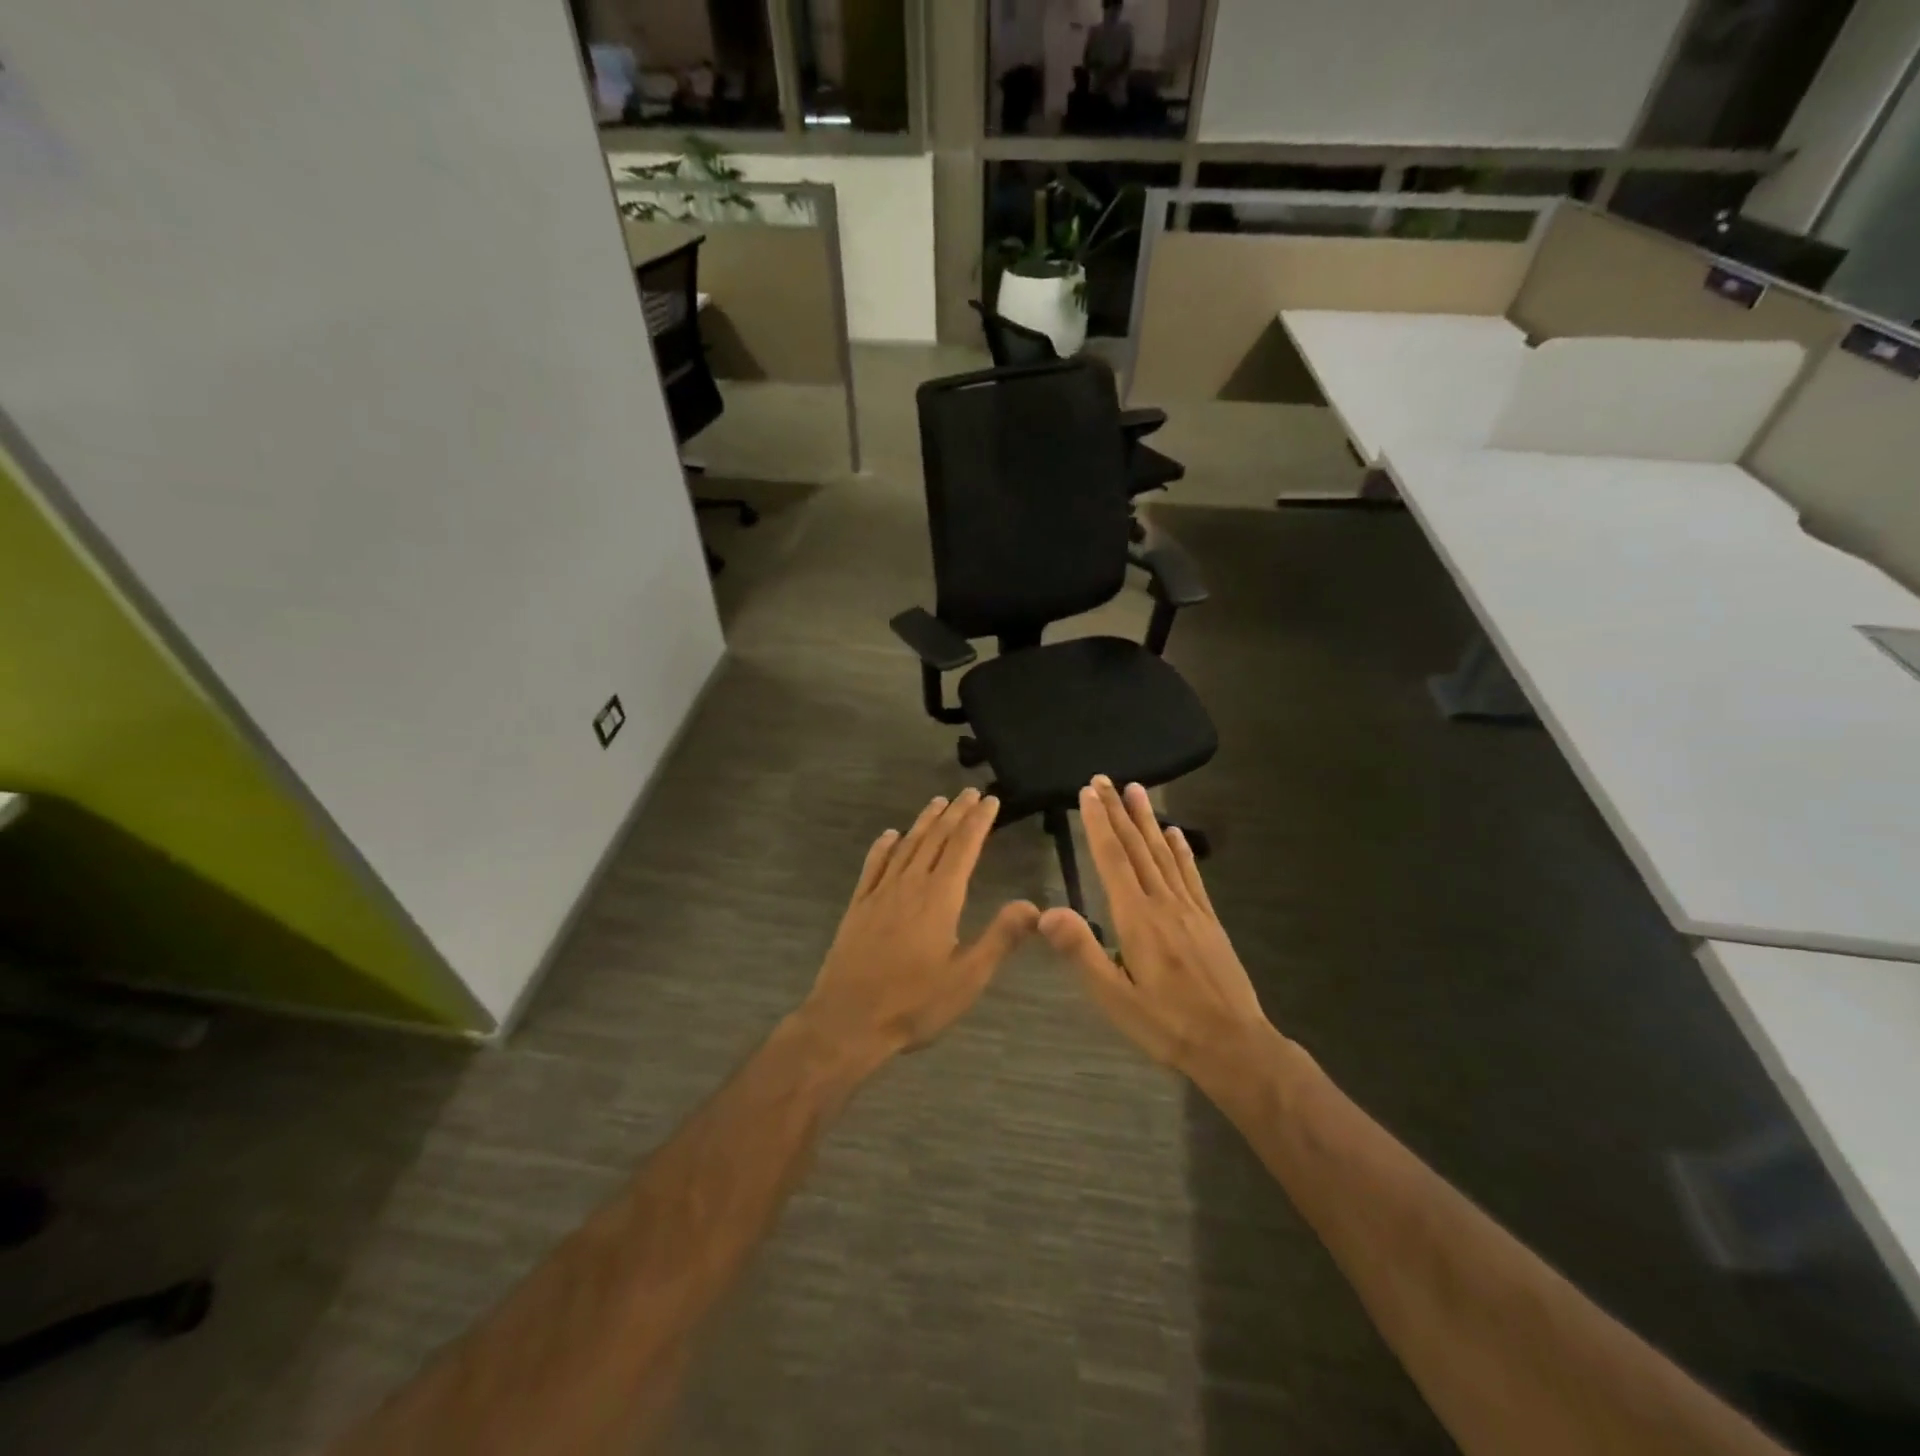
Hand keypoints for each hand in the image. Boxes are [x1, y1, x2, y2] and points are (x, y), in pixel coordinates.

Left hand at [800, 788, 1039, 1060]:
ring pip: (906, 846)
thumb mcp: (967, 978)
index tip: (990, 800)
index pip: (964, 847)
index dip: (978, 821)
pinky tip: (890, 835)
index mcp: (940, 899)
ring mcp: (880, 893)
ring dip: (924, 822)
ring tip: (937, 802)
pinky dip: (884, 846)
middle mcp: (910, 885)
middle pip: (936, 839)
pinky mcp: (858, 906)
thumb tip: (1032, 906)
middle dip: (955, 813)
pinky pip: (873, 866)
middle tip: (969, 792)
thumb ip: (1000, 938)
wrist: (847, 1021)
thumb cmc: (913, 1003)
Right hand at [1039, 777, 1267, 1077]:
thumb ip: (1081, 952)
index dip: (1098, 824)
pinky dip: (1181, 850)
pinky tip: (1175, 834)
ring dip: (1147, 820)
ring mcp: (1190, 909)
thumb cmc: (1167, 1025)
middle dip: (1118, 811)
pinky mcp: (1208, 921)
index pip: (1112, 860)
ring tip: (1136, 790)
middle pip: (1136, 848)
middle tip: (1104, 779)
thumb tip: (1047, 911)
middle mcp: (1163, 903)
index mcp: (1137, 919)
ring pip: (1163, 854)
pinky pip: (1191, 875)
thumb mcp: (1114, 998)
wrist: (1234, 1046)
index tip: (1088, 793)